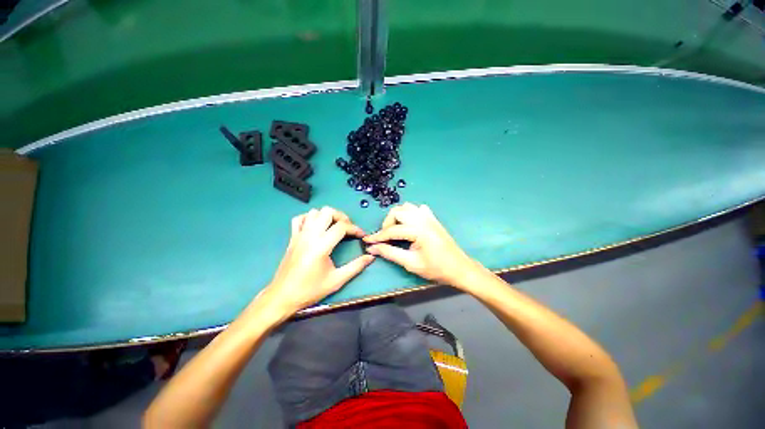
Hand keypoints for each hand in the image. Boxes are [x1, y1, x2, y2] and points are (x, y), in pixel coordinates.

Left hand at [263, 207, 374, 313]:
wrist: (282, 296)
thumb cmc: (310, 290)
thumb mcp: (337, 280)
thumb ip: (356, 267)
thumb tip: (370, 257)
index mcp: (321, 246)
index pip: (341, 227)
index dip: (355, 228)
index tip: (361, 235)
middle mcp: (310, 236)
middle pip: (327, 212)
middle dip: (341, 217)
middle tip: (348, 228)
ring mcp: (299, 235)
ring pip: (314, 212)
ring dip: (327, 216)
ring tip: (334, 226)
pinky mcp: (292, 238)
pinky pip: (300, 219)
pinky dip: (310, 218)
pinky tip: (316, 226)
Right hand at [363, 203, 476, 285]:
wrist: (460, 268)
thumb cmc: (436, 269)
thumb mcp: (411, 263)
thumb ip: (390, 253)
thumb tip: (372, 248)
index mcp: (418, 230)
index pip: (392, 230)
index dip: (378, 236)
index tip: (367, 241)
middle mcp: (423, 219)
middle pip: (398, 211)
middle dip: (388, 223)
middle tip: (385, 237)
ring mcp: (429, 217)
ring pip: (407, 207)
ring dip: (398, 217)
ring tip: (395, 230)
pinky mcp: (433, 219)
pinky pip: (418, 209)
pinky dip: (410, 214)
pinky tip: (410, 225)